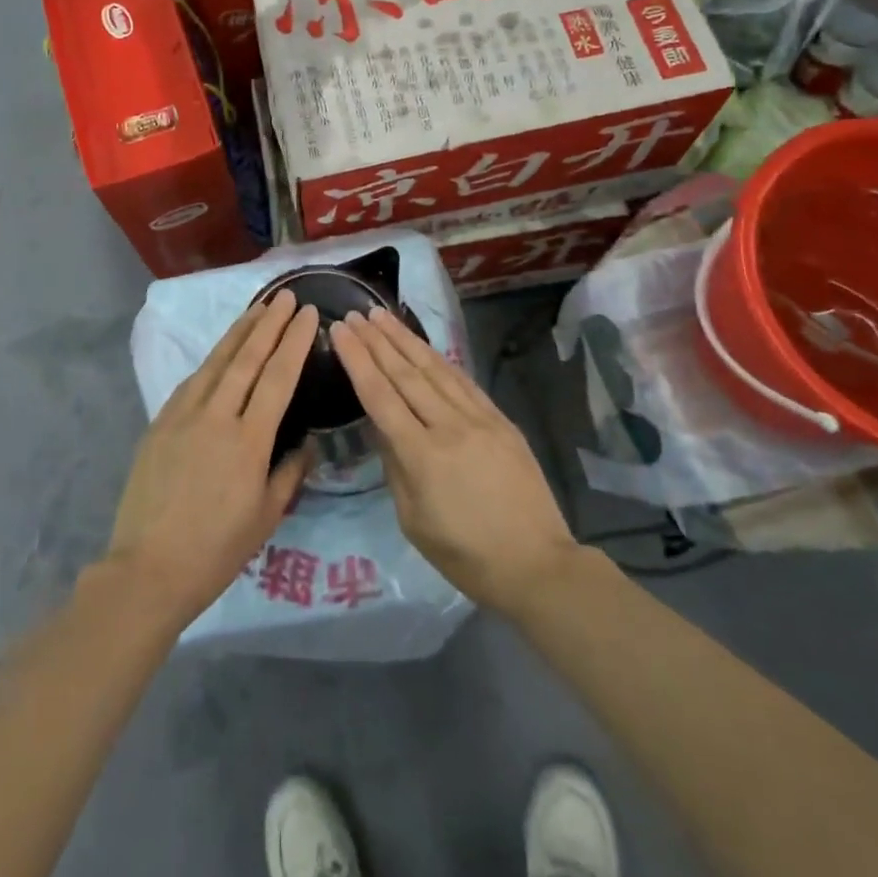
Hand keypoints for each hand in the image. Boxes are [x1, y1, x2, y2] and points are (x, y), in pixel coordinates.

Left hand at [106, 292, 318, 627]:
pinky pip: (192, 381)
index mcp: (249, 441)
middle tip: (286, 296)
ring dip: (239, 332)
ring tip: (258, 308)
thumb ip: (290, 472)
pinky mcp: (160, 423)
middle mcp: (216, 417)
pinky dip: (212, 360)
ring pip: (216, 362)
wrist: (148, 568)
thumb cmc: (216, 550)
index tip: (308, 314)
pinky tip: (221, 351)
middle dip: (269, 323)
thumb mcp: (267, 516)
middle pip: (247, 358)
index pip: (277, 377)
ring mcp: (183, 416)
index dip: (295, 342)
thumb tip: (306, 442)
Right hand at [331, 308, 578, 618]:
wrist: (537, 564)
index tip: (340, 330)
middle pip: (405, 373)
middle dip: (376, 340)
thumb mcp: (413, 520)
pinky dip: (439, 359)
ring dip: (405, 339)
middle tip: (355, 313)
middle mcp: (449, 426)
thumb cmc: (465, 555)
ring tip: (383, 315)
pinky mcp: (500, 420)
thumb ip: (394, 466)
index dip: (357, 359)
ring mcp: (479, 419)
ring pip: (435, 369)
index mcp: (421, 455)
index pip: (380, 395)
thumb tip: (382, 426)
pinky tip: (424, 345)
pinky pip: (463, 381)